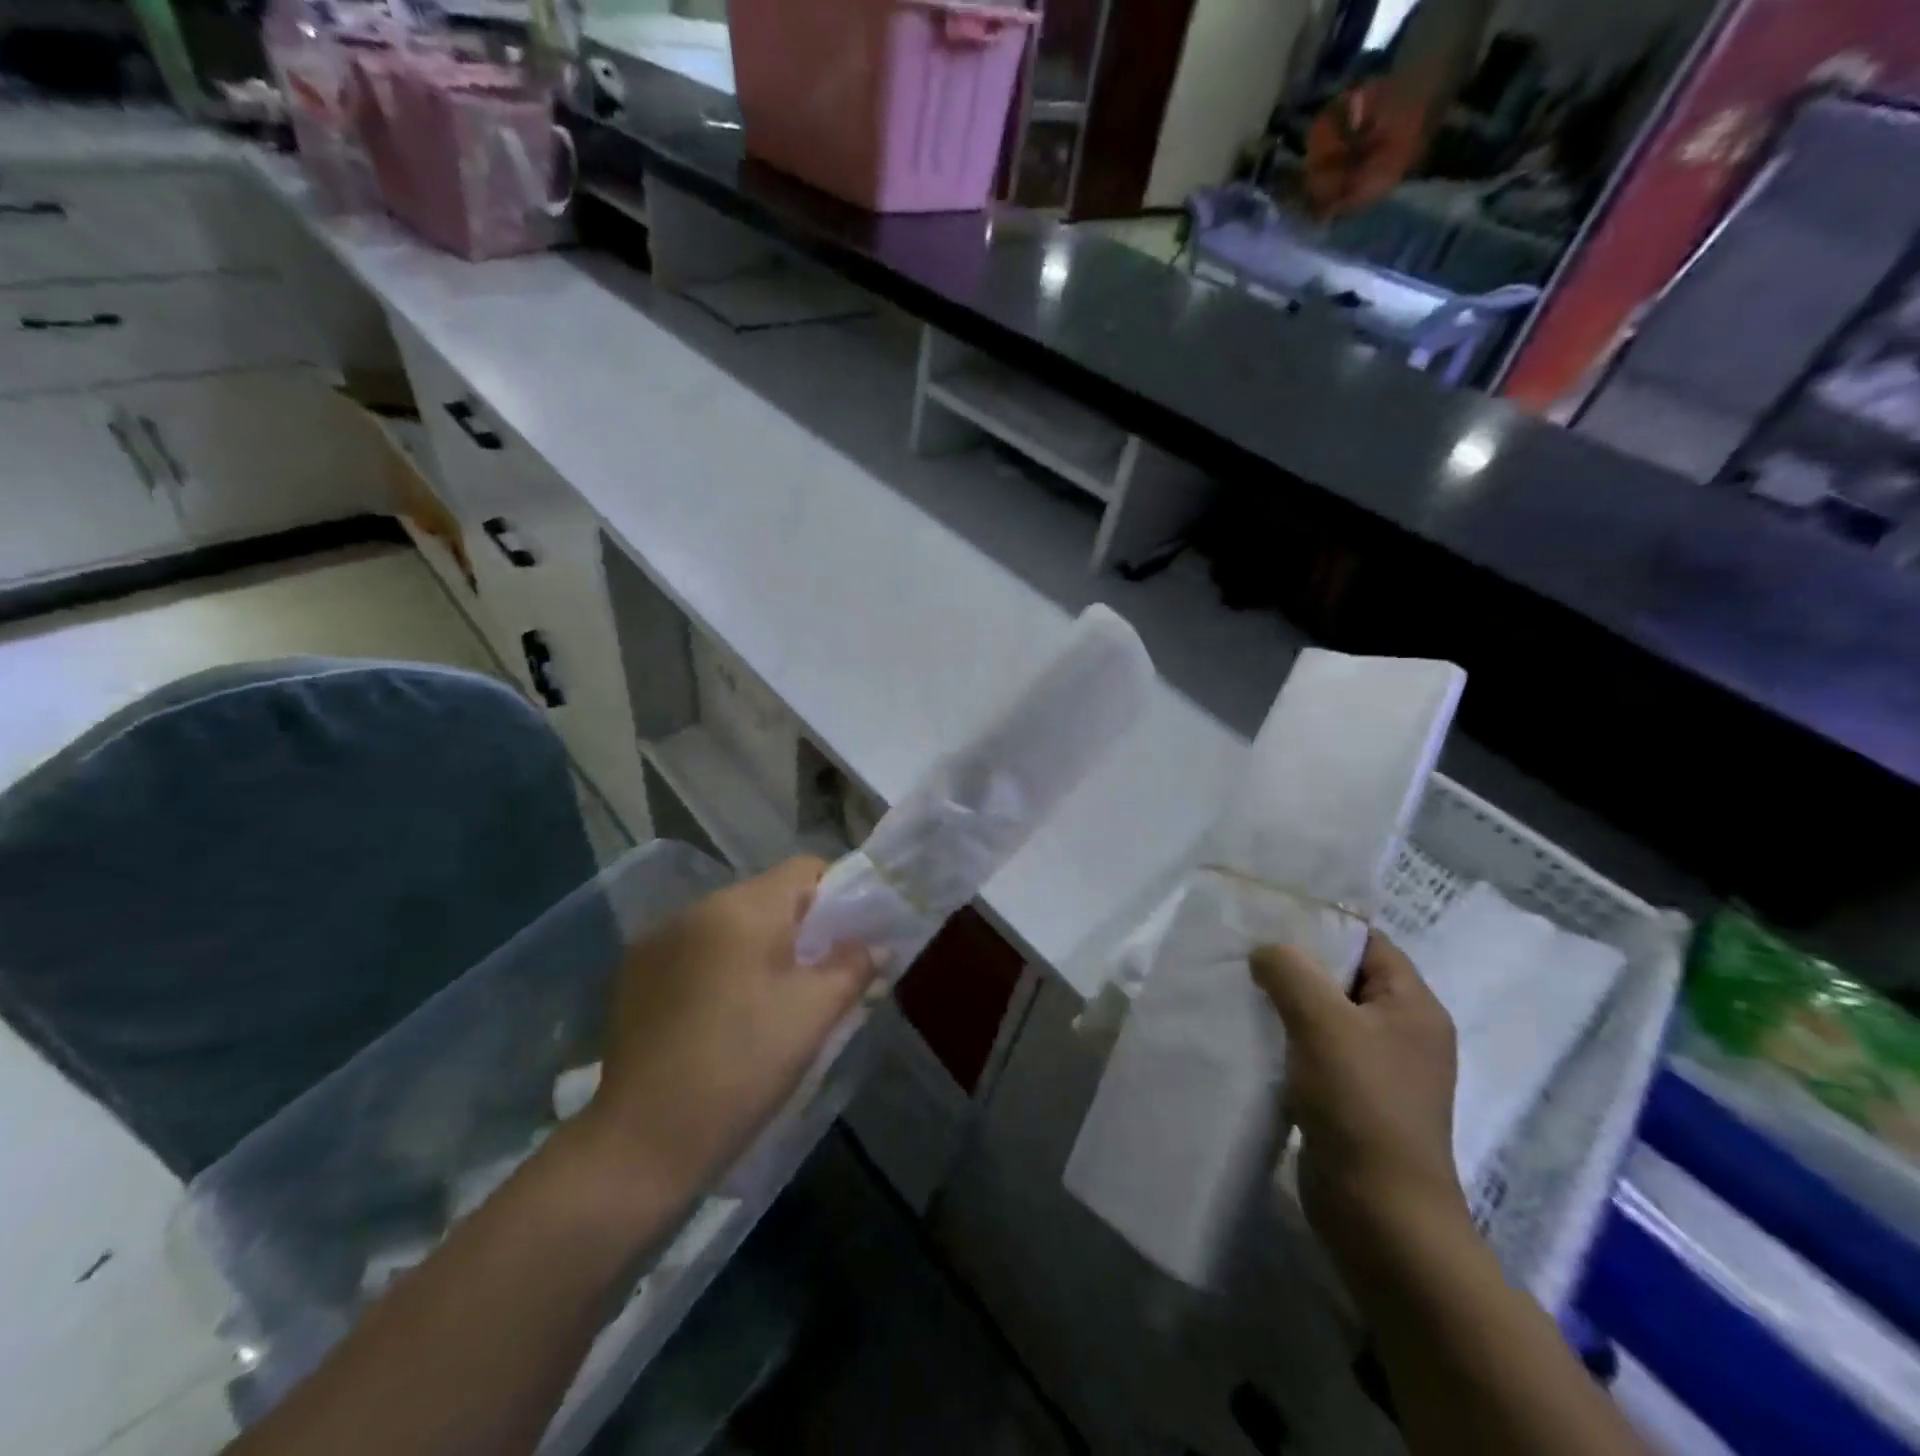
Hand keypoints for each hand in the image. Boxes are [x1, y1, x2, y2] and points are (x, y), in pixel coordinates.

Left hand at [578, 857, 875, 1195]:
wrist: (641, 1142)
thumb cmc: (742, 1068)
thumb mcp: (813, 1016)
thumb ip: (852, 967)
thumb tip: (871, 946)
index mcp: (743, 908)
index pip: (804, 869)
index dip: (836, 896)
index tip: (846, 942)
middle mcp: (696, 908)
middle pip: (766, 897)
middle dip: (797, 928)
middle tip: (814, 979)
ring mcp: (658, 940)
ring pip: (729, 924)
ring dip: (756, 948)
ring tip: (765, 1003)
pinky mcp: (634, 973)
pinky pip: (694, 950)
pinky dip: (718, 967)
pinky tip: (719, 1016)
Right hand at [1251, 933, 1468, 1269]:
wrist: (1380, 1215)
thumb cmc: (1360, 1104)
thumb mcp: (1322, 1022)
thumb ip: (1290, 971)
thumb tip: (1266, 950)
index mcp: (1413, 1006)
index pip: (1368, 942)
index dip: (1322, 923)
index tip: (1269, 915)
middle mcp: (1403, 1032)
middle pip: (1344, 977)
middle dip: (1296, 963)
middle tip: (1244, 948)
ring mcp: (1380, 1070)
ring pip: (1326, 1015)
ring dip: (1287, 1002)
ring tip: (1239, 986)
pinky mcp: (1354, 1100)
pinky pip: (1317, 1051)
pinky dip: (1287, 1038)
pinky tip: (1251, 1034)